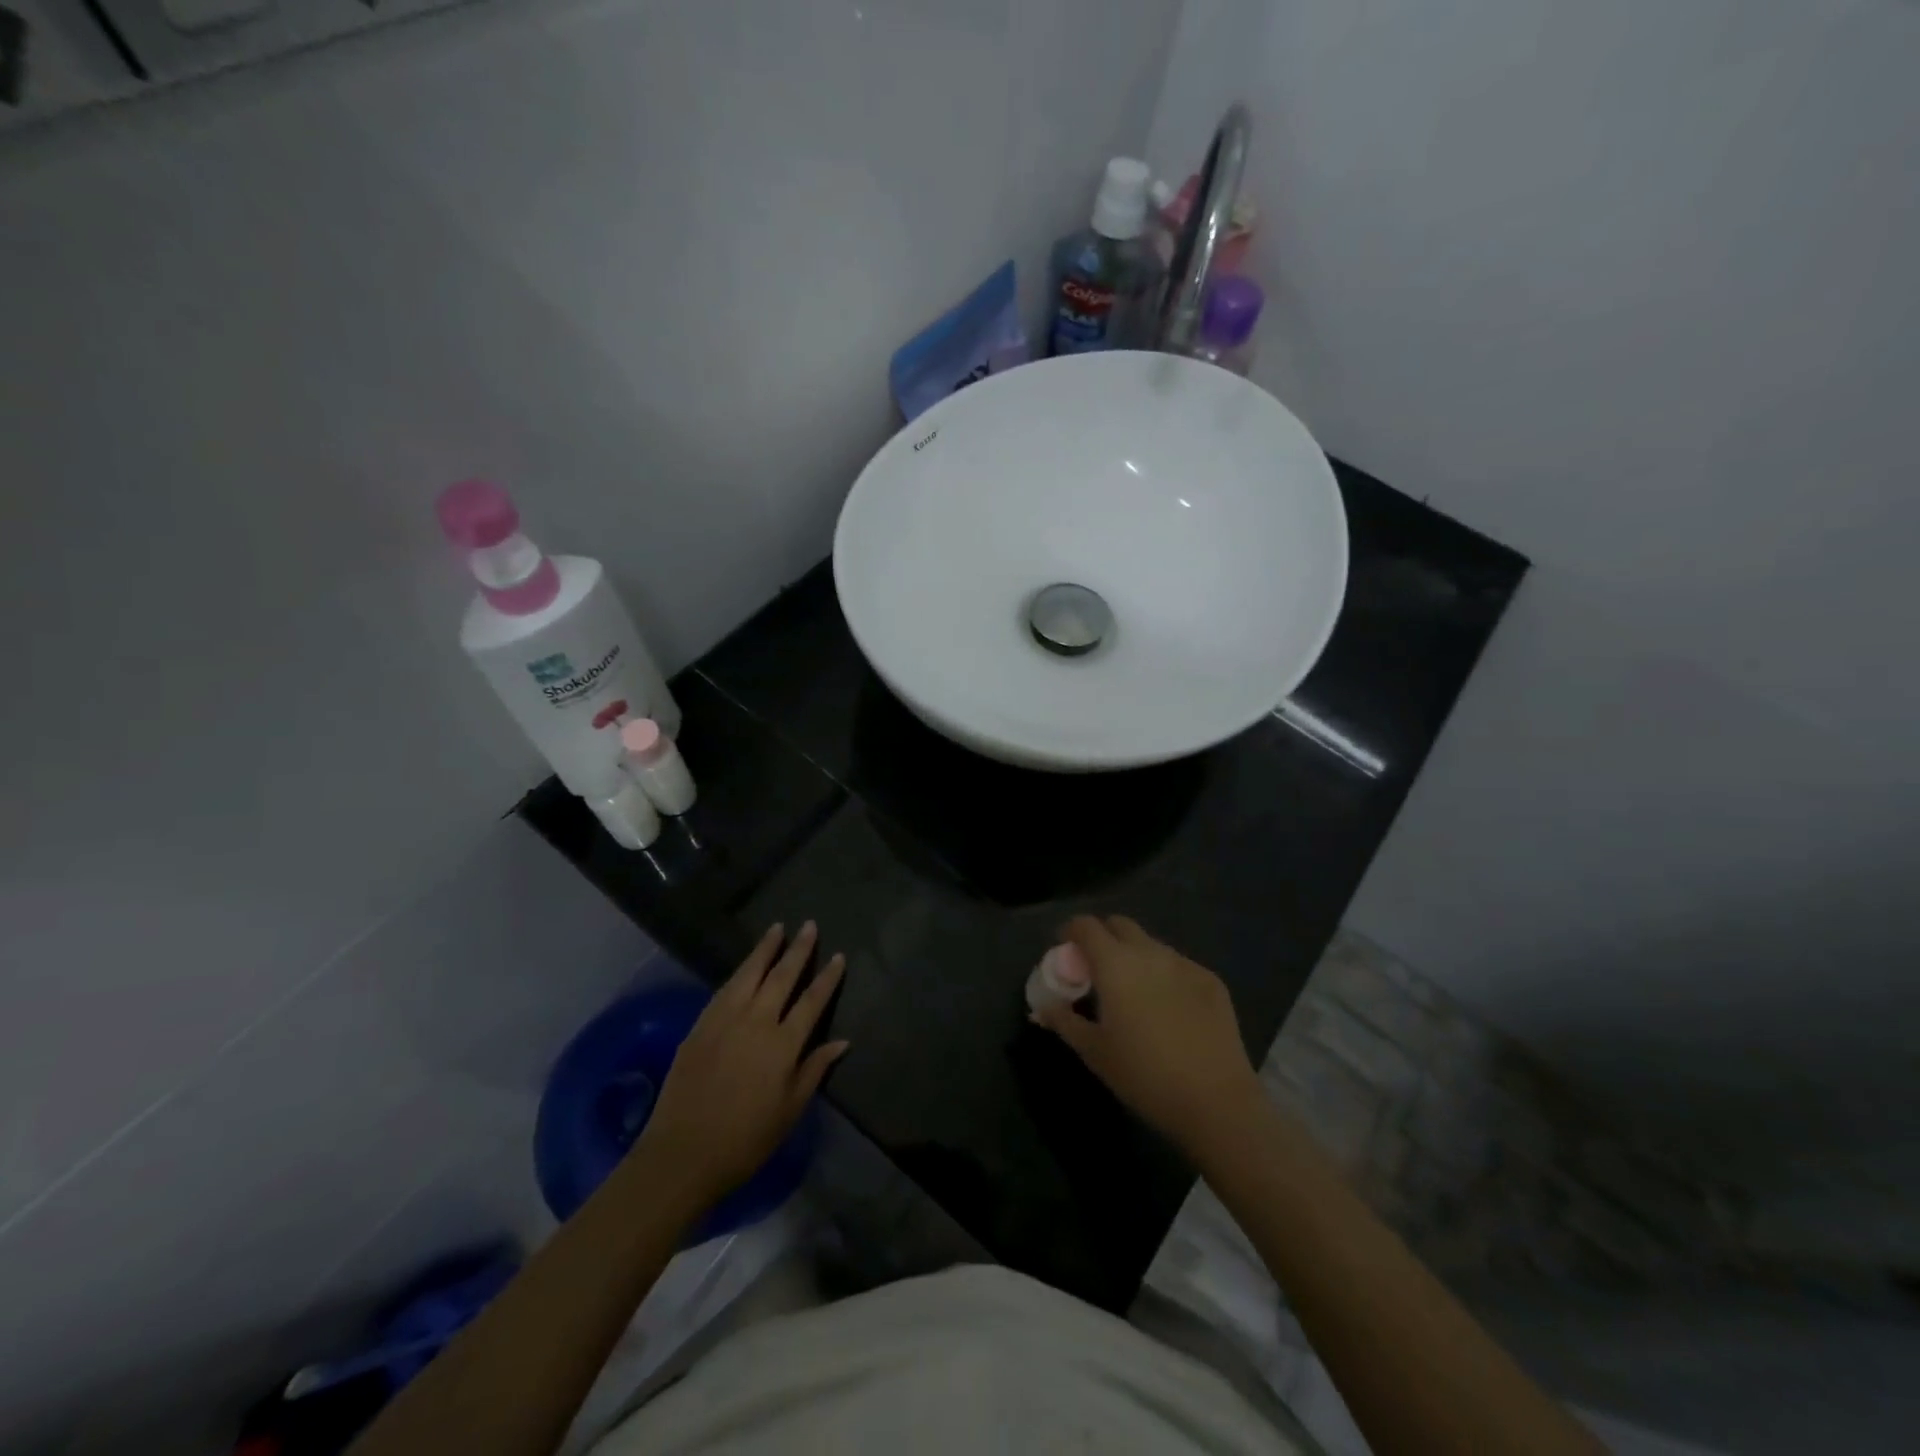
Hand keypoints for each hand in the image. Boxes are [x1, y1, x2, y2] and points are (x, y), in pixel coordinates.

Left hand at [636, 922, 848, 1210]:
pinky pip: (724, 989)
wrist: (682, 1154)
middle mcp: (756, 1022)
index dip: (827, 978)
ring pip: (749, 973)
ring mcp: (724, 1020)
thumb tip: (842, 1041)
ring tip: (776, 929)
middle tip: (809, 925)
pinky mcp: (700, 1026)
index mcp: (783, 1044)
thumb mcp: (790, 1110)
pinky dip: (739, 972)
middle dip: (798, 949)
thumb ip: (814, 1069)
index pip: (812, 1001)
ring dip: (764, 949)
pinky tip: (744, 966)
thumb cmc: (745, 1140)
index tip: (838, 956)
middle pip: (781, 976)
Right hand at [1032, 915, 1262, 1155]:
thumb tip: (1043, 1008)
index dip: (1071, 932)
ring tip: (1134, 992)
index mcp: (1115, 964)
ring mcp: (1184, 963)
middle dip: (1104, 937)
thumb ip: (1064, 1021)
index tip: (1066, 952)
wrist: (1216, 1101)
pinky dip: (1164, 975)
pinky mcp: (1211, 980)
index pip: (1086, 925)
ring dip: (1135, 956)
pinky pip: (1178, 965)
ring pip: (1151, 944)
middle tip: (1097, 970)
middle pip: (1120, 925)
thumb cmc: (1143, 1075)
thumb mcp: (1093, 1051)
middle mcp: (1150, 952)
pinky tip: (1169, 1009)